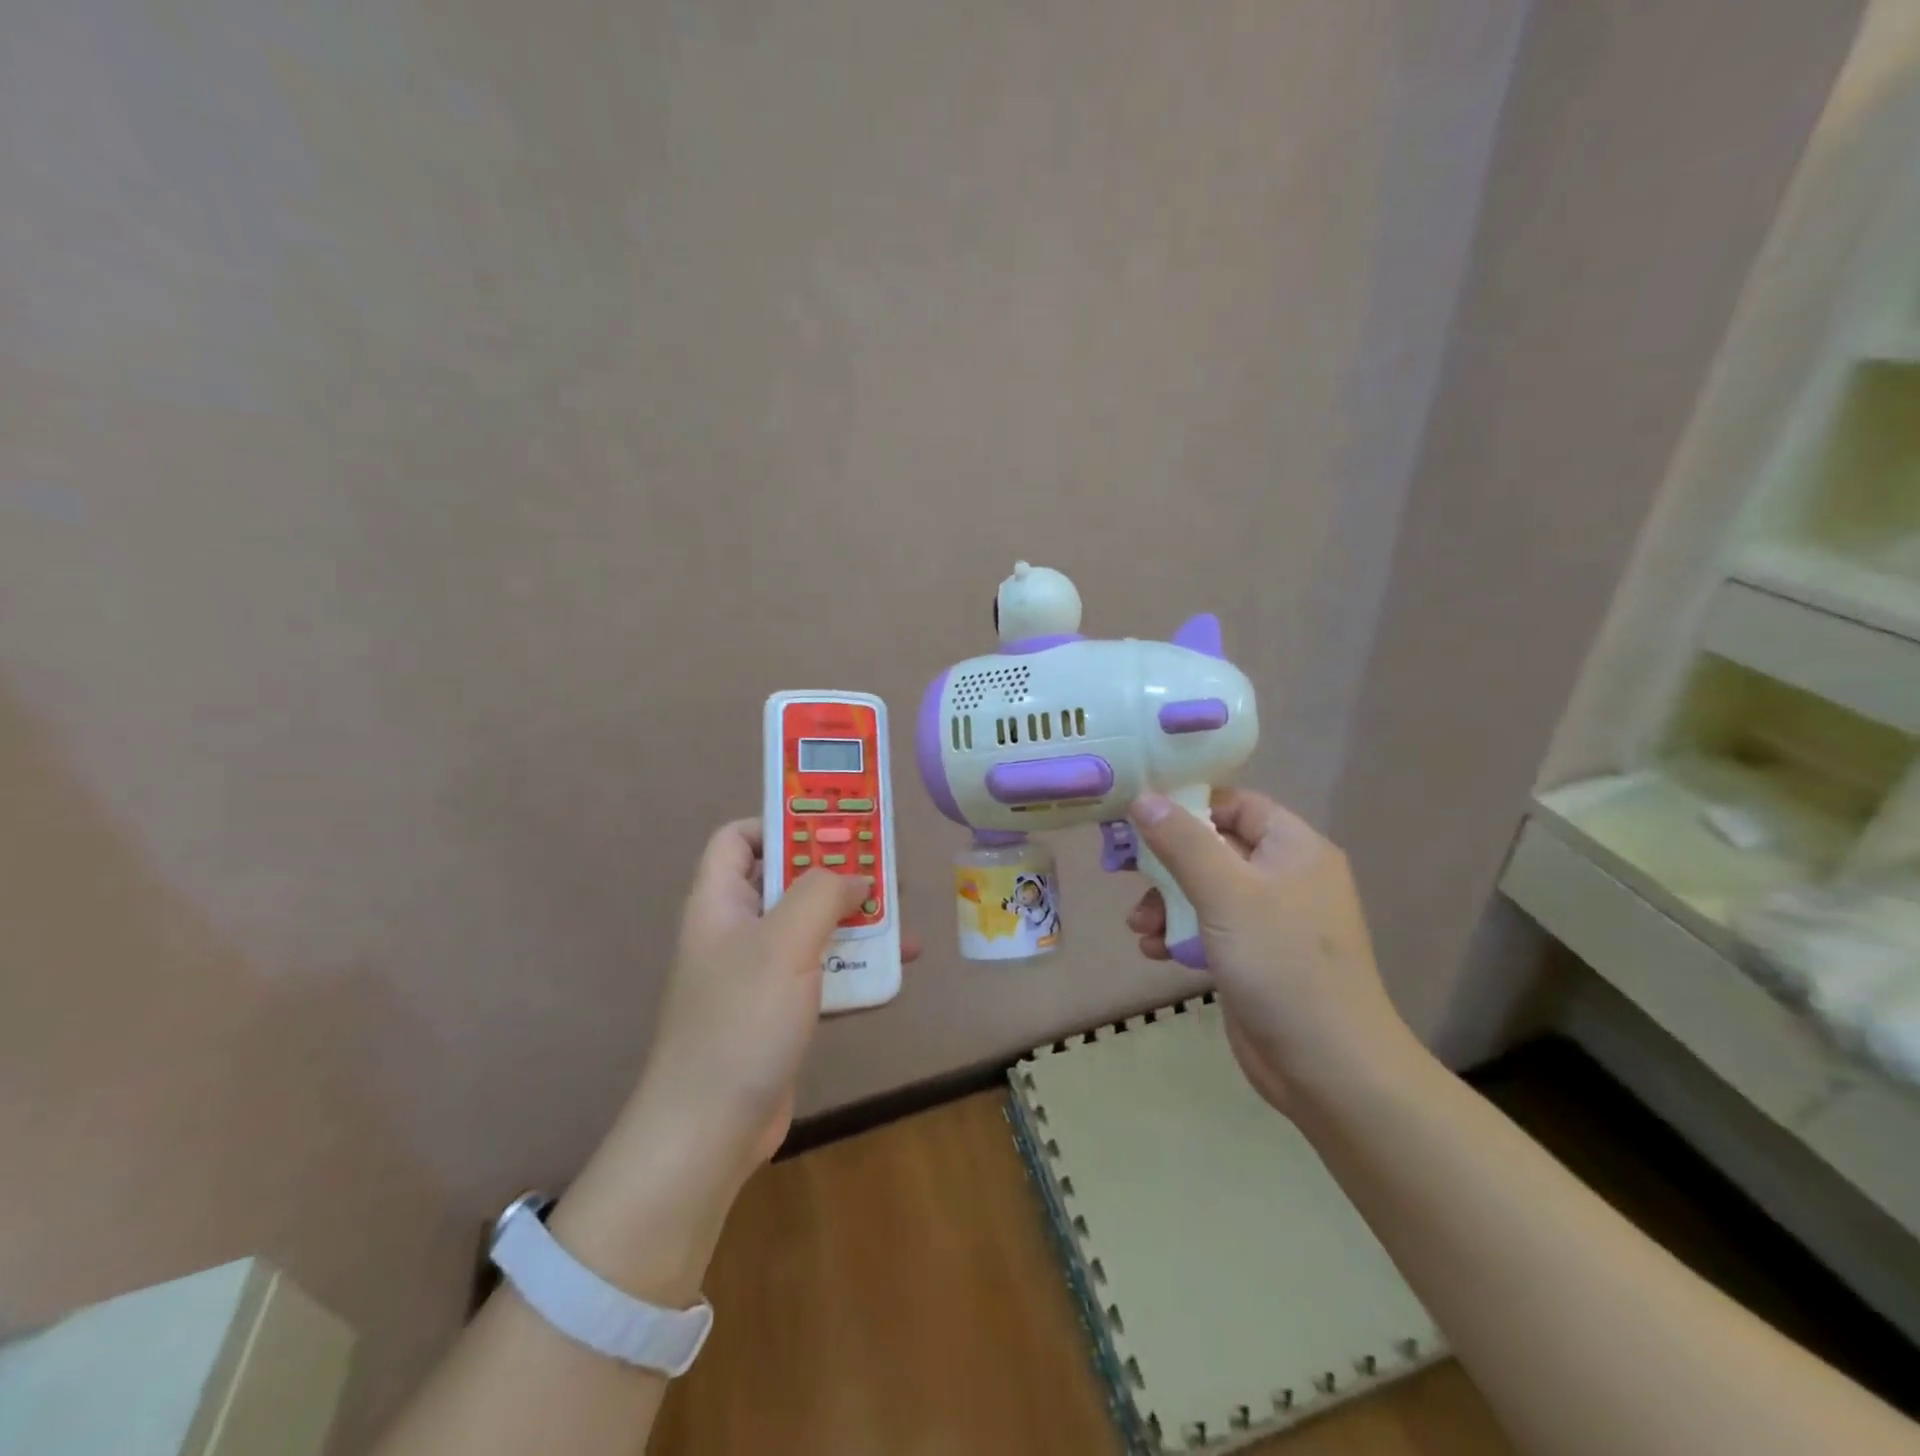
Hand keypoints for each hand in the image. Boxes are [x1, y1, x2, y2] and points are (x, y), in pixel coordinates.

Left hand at [632, 818, 921, 1180]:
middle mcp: (738, 930)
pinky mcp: (782, 1010)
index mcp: (721, 902)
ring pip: (813, 927)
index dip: (780, 822)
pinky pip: (824, 972)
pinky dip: (857, 966)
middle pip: (788, 880)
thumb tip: (856, 879)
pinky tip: (898, 968)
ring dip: (857, 920)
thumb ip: (822, 893)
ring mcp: (760, 973)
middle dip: (837, 872)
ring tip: (902, 916)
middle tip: (885, 867)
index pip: (739, 838)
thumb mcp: (784, 942)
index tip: (832, 826)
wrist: (711, 1131)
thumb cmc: (741, 1021)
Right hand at [1125, 789, 1411, 1110]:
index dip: (1188, 805)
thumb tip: (1143, 797)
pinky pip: (1209, 928)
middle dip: (1166, 863)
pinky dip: (1179, 933)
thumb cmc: (1281, 964)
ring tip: (1138, 927)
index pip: (1236, 805)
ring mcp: (1270, 920)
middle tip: (1124, 872)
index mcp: (1294, 848)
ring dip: (1165, 903)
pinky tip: (1153, 951)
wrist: (1328, 1068)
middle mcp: (1285, 877)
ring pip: (1205, 891)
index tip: (1139, 817)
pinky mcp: (1254, 957)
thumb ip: (1182, 842)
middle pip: (1213, 848)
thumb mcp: (1226, 894)